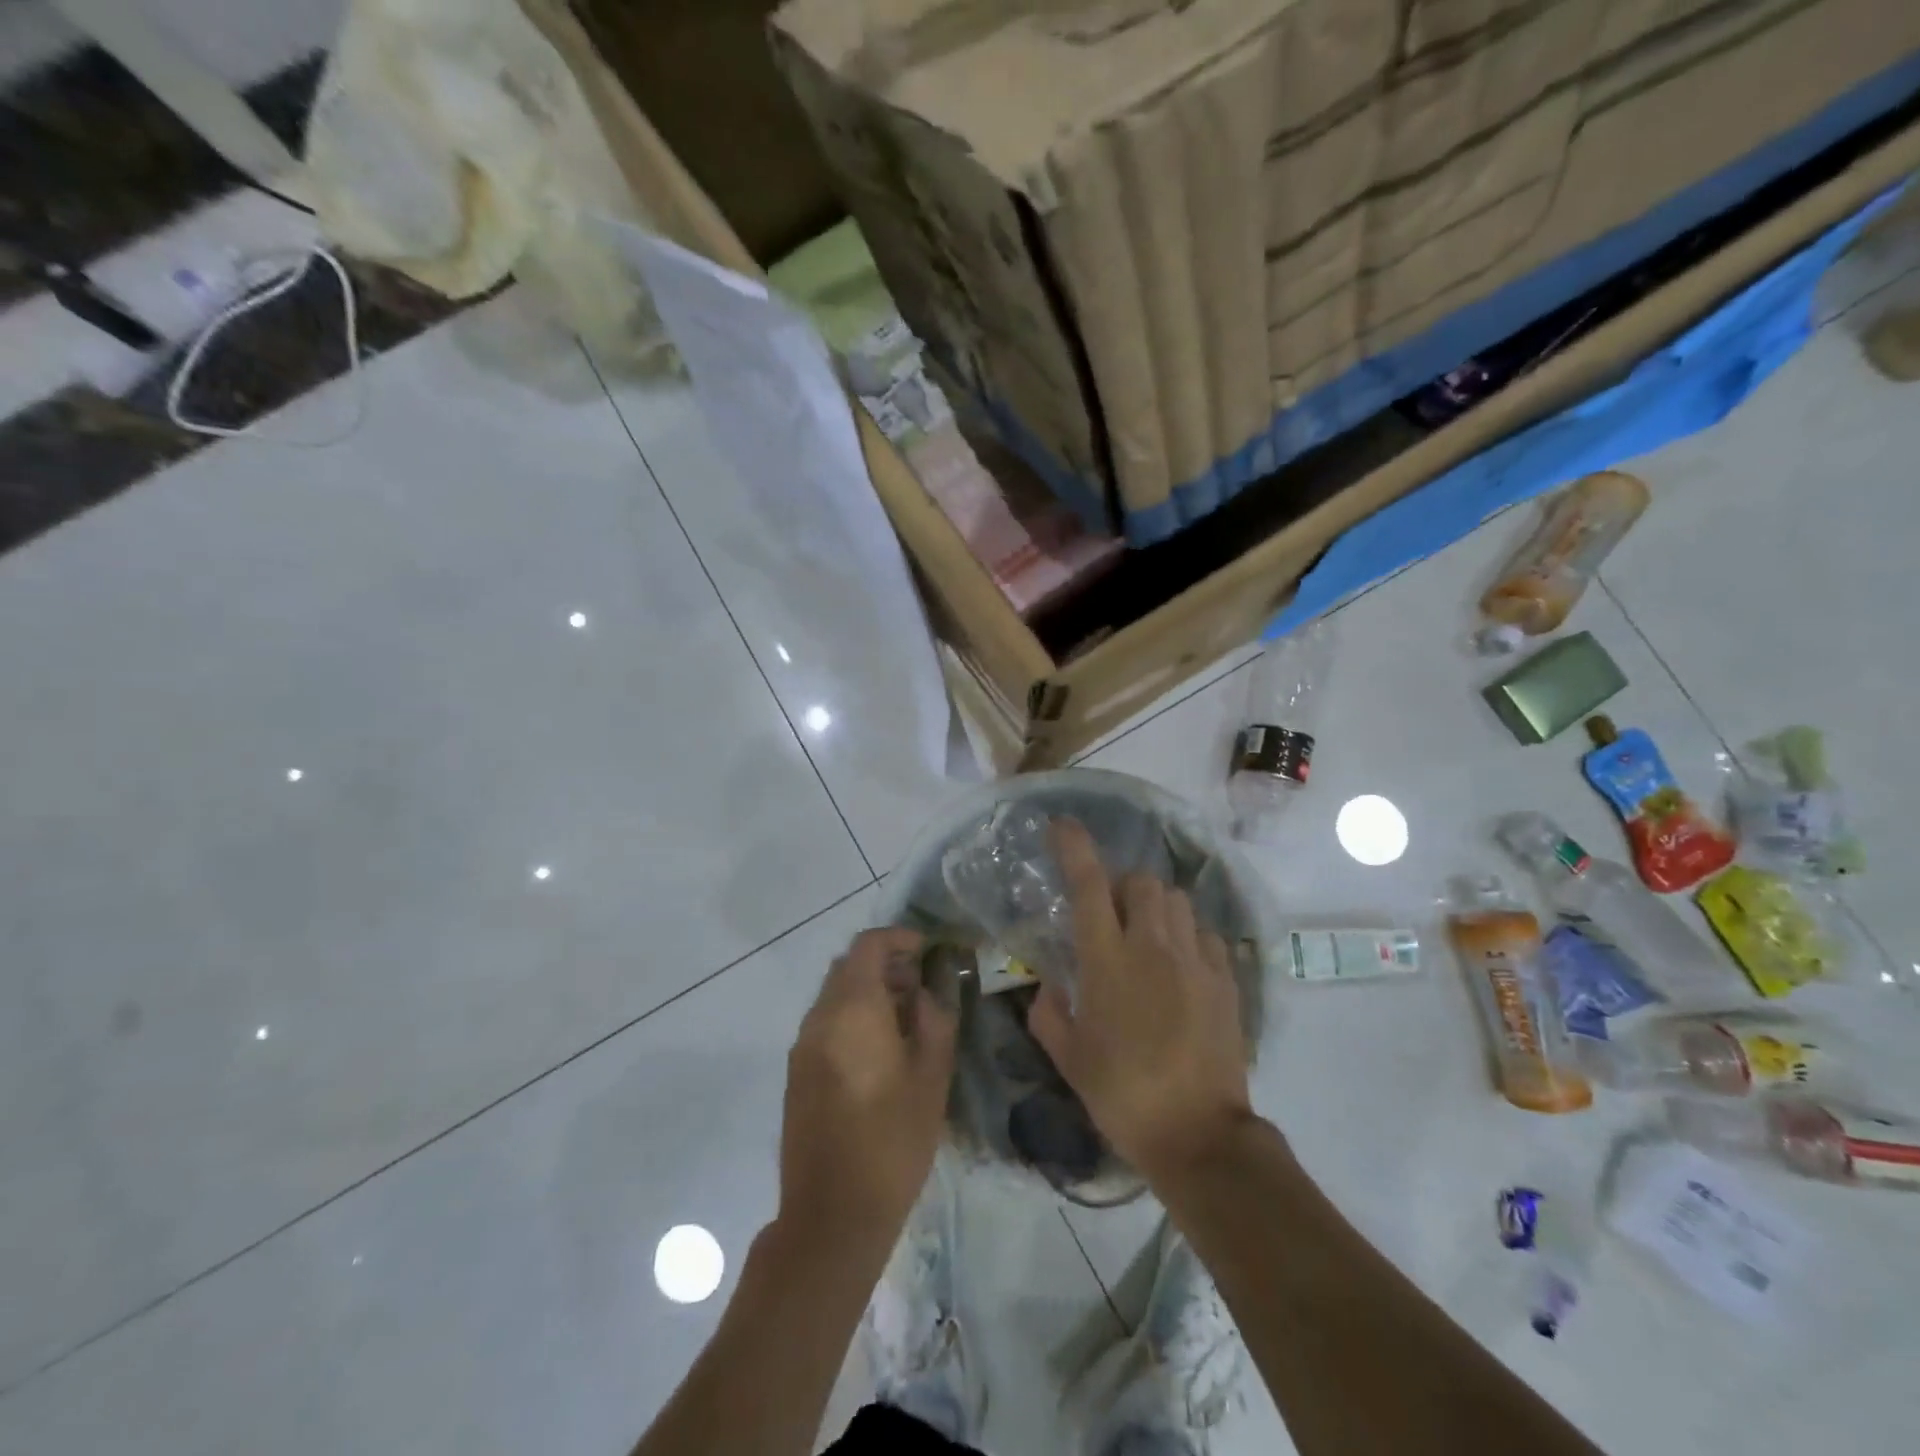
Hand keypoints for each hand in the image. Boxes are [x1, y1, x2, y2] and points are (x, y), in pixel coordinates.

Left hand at [778, 928, 958, 1252]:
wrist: (831, 1215)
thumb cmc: (892, 1141)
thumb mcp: (931, 1078)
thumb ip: (935, 1021)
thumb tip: (927, 992)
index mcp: (852, 1010)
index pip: (868, 946)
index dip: (899, 939)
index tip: (927, 950)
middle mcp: (819, 1018)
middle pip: (848, 967)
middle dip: (885, 964)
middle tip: (921, 984)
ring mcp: (802, 1046)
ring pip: (835, 995)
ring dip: (868, 991)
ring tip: (906, 1018)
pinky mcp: (797, 1073)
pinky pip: (825, 1023)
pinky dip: (852, 1017)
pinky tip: (879, 1050)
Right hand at [1029, 820, 1252, 1184]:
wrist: (1199, 1136)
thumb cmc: (1123, 1096)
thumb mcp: (1070, 1059)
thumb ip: (1049, 1015)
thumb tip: (1046, 989)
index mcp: (1107, 961)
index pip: (1089, 886)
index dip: (1075, 848)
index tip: (1062, 825)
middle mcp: (1153, 948)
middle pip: (1142, 882)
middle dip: (1122, 886)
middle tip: (1110, 916)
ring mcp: (1195, 961)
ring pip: (1176, 900)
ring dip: (1155, 906)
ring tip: (1146, 936)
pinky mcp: (1225, 980)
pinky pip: (1204, 933)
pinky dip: (1187, 935)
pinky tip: (1179, 965)